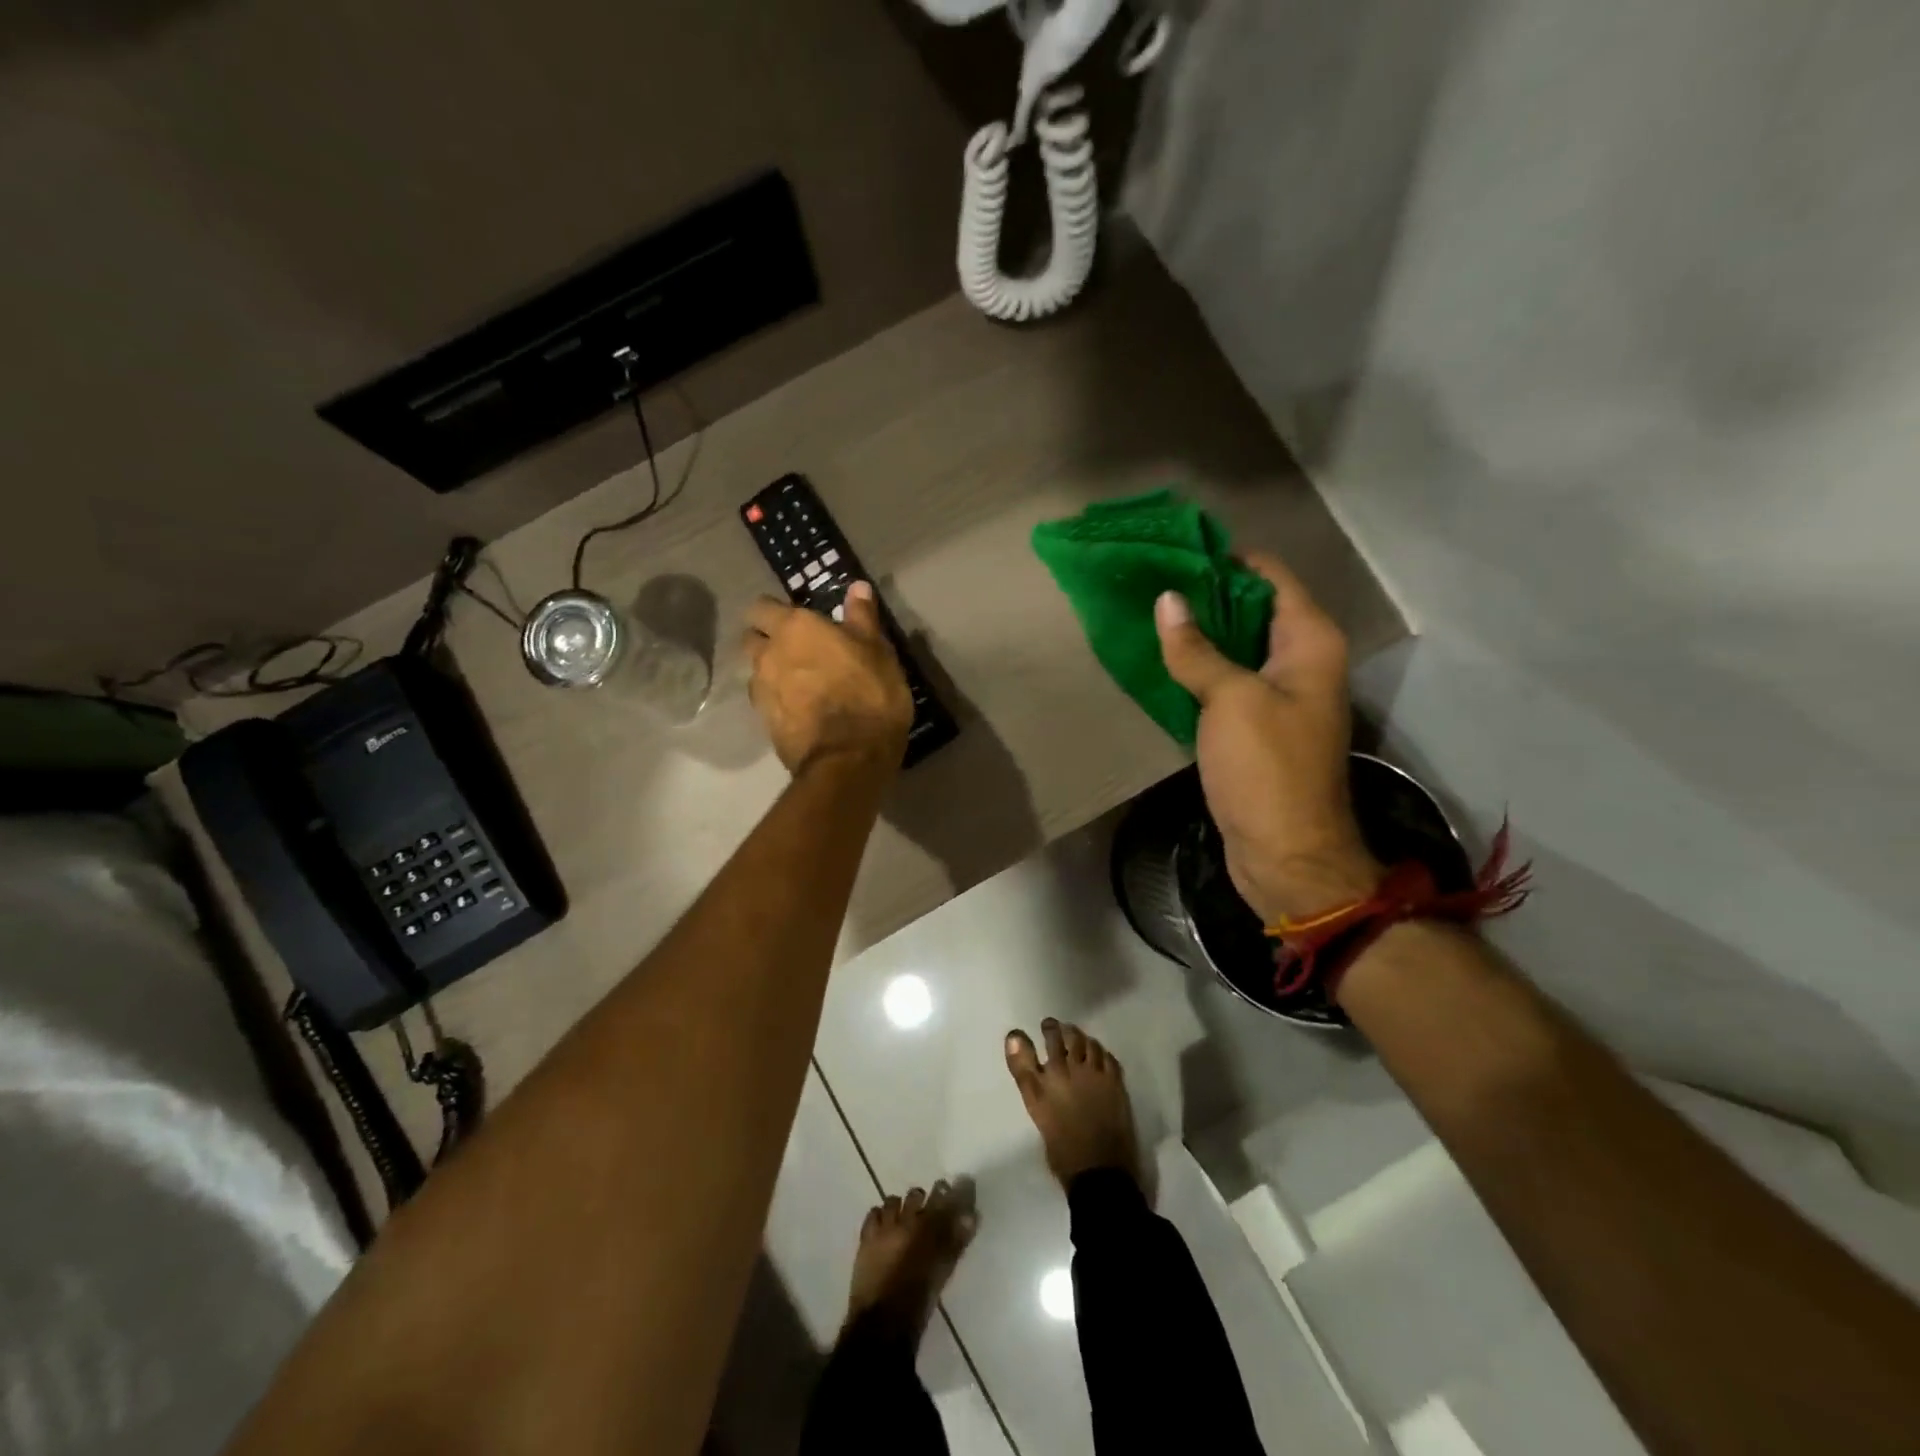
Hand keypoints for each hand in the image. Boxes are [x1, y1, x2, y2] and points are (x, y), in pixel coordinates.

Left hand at [744, 582, 913, 773]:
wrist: (849, 758)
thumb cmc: (869, 694)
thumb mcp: (877, 651)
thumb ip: (862, 618)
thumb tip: (856, 587)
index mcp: (795, 628)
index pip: (762, 606)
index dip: (775, 611)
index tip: (796, 620)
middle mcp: (768, 654)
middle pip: (752, 638)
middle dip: (766, 639)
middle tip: (796, 650)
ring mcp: (761, 691)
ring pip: (756, 672)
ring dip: (771, 673)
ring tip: (800, 684)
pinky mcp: (764, 724)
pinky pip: (766, 702)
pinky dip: (779, 701)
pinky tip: (801, 710)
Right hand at [1155, 553, 1380, 923]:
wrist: (1286, 854)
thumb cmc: (1267, 769)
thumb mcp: (1230, 700)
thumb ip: (1198, 649)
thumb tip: (1168, 600)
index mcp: (1310, 642)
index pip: (1269, 576)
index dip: (1224, 559)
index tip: (1173, 550)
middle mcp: (1301, 660)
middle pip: (1251, 609)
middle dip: (1203, 594)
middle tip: (1148, 582)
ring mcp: (1278, 694)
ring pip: (1235, 646)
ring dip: (1197, 632)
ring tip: (1146, 614)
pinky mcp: (1256, 725)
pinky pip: (1225, 681)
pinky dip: (1197, 668)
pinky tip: (1160, 659)